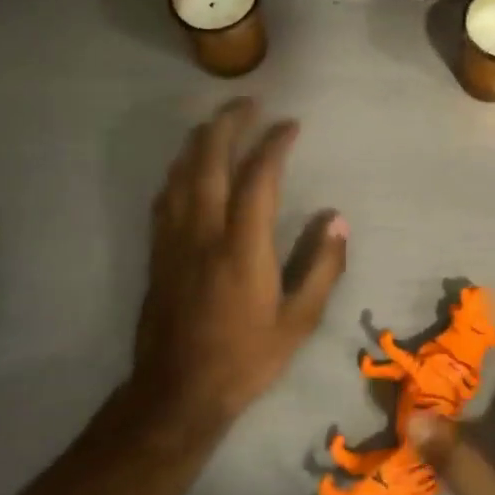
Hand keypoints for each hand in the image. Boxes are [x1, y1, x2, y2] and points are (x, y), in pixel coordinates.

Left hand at [130, 99, 347, 428]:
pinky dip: (179, 169)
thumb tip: (337, 219)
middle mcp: (203, 232)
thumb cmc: (245, 358)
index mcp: (242, 247)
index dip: (274, 144)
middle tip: (248, 102)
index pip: (257, 178)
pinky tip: (186, 166)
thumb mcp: (298, 321)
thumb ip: (321, 267)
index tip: (290, 125)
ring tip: (218, 121)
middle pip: (209, 161)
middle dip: (228, 124)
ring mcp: (174, 240)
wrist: (177, 393)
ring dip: (199, 140)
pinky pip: (165, 196)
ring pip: (181, 173)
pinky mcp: (157, 252)